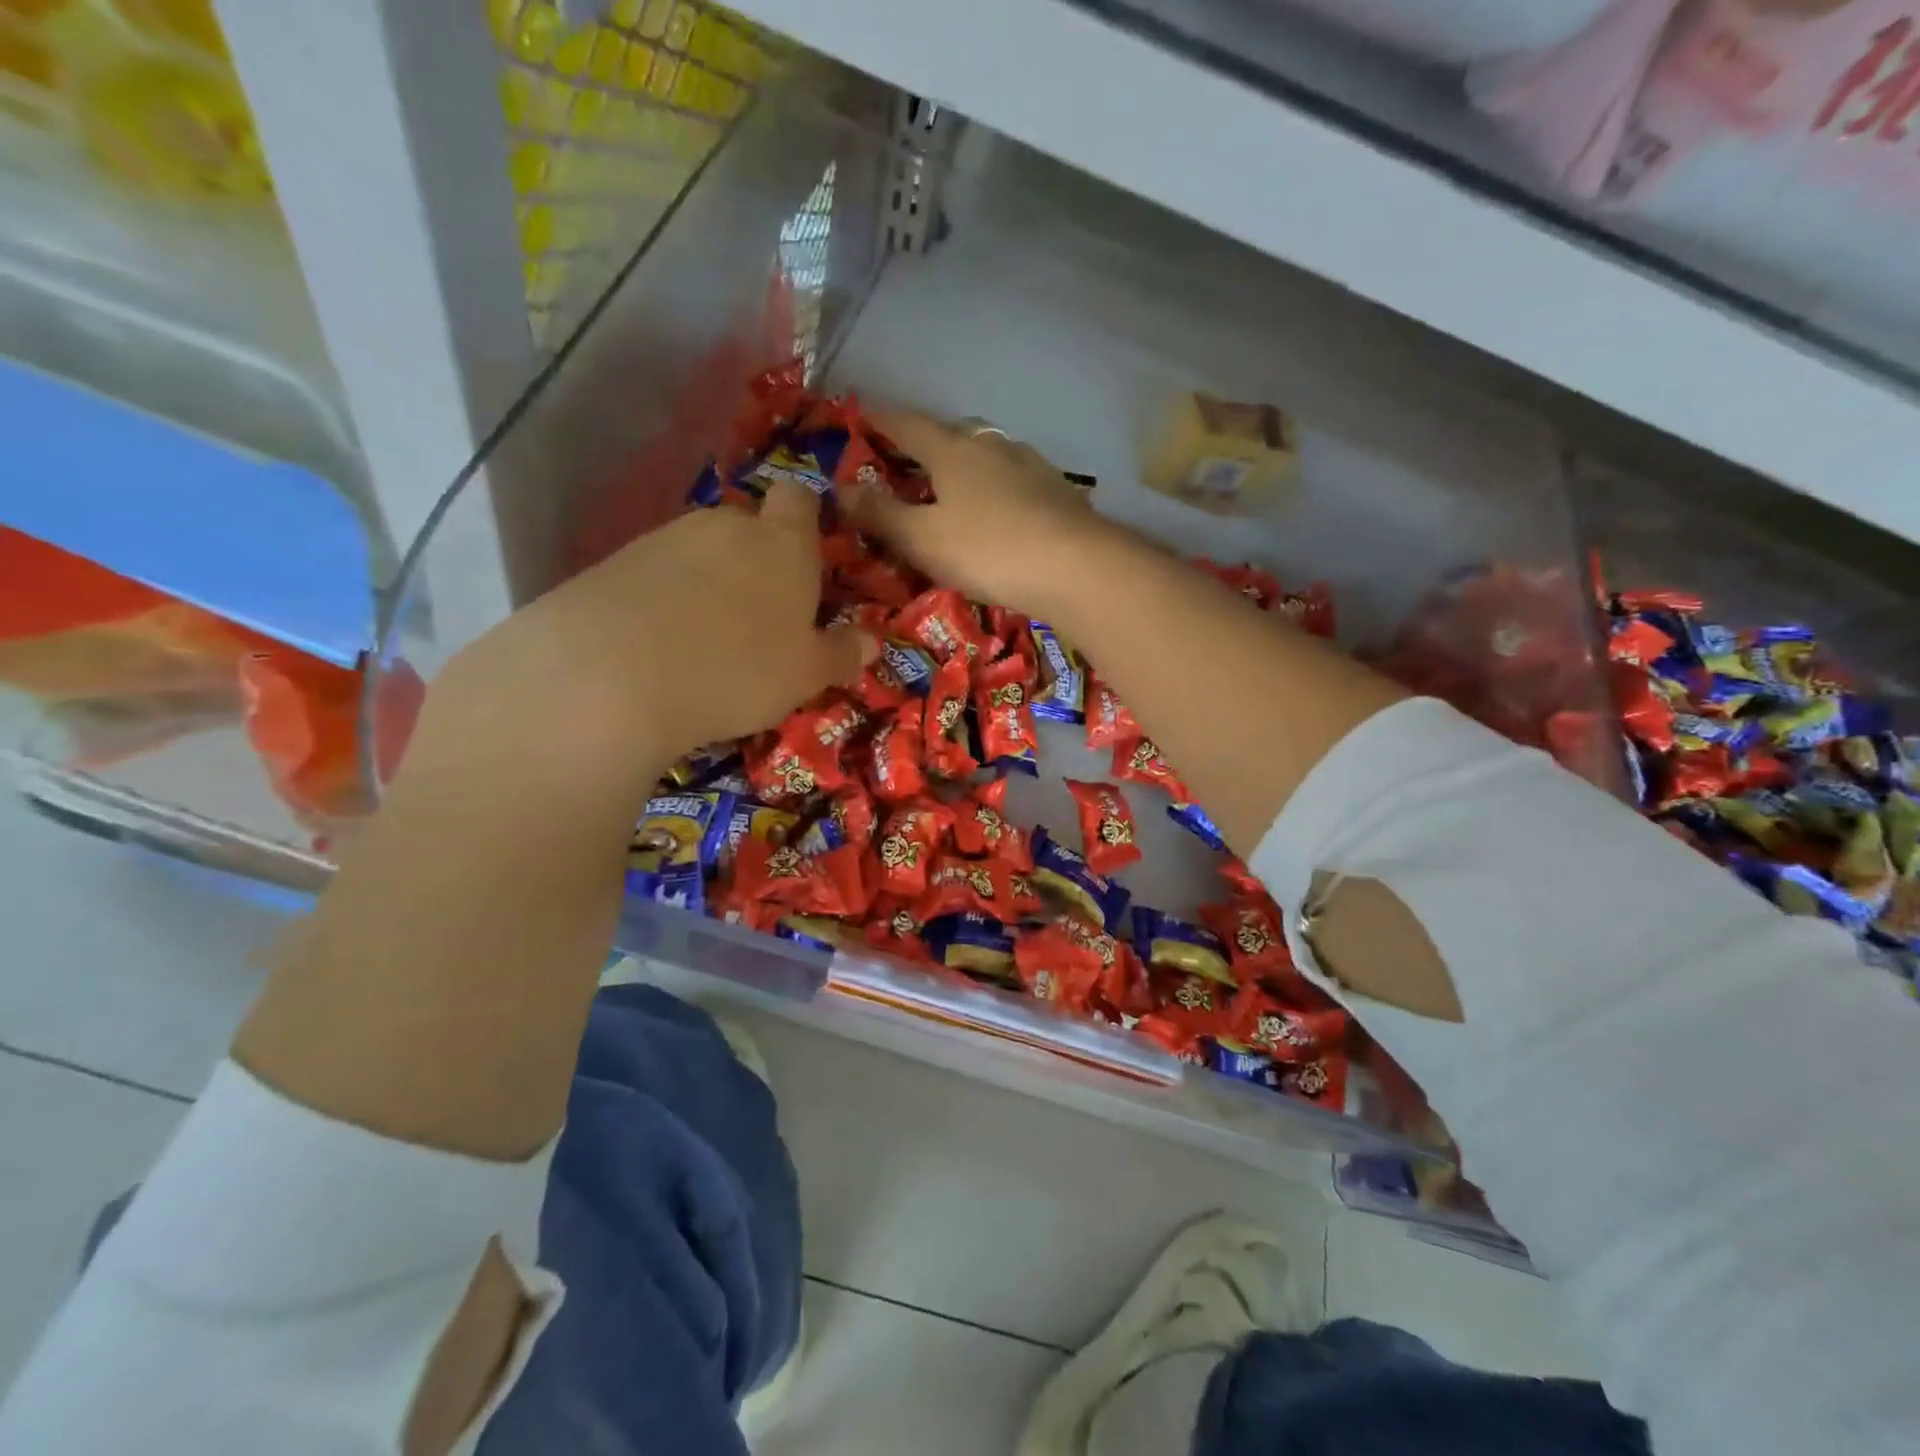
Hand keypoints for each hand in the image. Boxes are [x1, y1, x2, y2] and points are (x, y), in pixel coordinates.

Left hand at [424, 479, 872, 802]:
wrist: (613, 674)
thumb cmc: (739, 670)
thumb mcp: (806, 675)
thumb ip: (840, 654)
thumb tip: (871, 643)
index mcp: (783, 543)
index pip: (800, 500)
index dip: (805, 519)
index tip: (807, 557)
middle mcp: (726, 525)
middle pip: (749, 526)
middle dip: (757, 559)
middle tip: (760, 615)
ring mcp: (666, 537)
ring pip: (701, 550)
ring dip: (710, 580)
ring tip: (707, 636)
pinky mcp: (616, 560)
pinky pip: (658, 571)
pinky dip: (666, 595)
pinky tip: (661, 641)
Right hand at [848, 409, 1115, 617]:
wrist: (1077, 569)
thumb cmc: (988, 551)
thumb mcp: (923, 539)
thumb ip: (881, 514)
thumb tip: (839, 489)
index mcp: (953, 451)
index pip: (907, 425)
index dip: (880, 420)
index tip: (860, 414)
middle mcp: (993, 447)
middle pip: (953, 432)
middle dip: (928, 441)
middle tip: (910, 460)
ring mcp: (1031, 466)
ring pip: (990, 453)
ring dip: (968, 463)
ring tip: (956, 487)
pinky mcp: (1059, 492)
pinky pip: (1016, 479)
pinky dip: (998, 487)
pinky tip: (1001, 510)